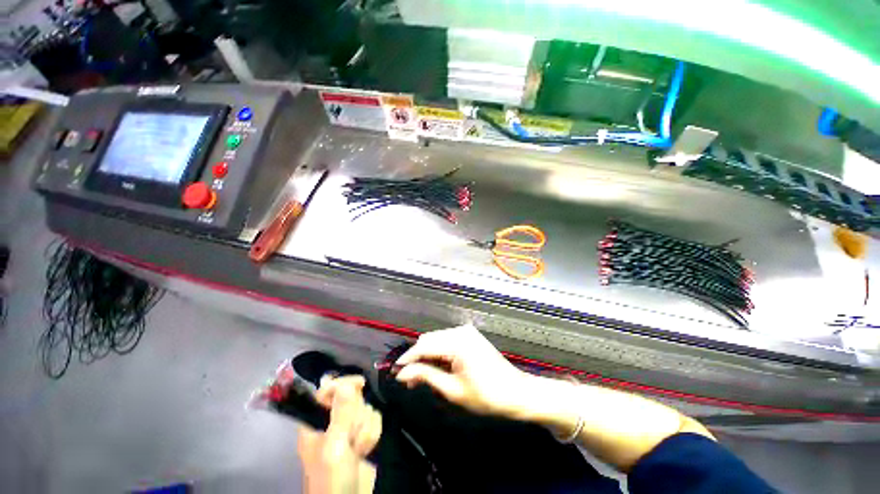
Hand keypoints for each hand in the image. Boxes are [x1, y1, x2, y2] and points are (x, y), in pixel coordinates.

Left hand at [297, 375, 381, 493]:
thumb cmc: (332, 478)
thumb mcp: (334, 447)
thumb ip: (340, 414)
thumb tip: (345, 384)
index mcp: (316, 422)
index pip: (328, 390)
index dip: (343, 384)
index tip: (360, 384)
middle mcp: (333, 421)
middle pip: (352, 398)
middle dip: (356, 417)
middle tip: (351, 437)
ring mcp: (350, 429)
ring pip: (366, 409)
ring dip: (365, 430)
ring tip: (357, 450)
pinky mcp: (364, 435)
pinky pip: (375, 420)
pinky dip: (373, 435)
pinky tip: (366, 451)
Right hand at [395, 324, 529, 417]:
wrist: (516, 393)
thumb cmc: (486, 396)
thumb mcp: (452, 389)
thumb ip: (426, 376)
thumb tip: (402, 373)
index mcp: (457, 341)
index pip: (424, 346)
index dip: (407, 359)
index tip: (394, 372)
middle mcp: (460, 331)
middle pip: (429, 340)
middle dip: (417, 358)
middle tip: (408, 380)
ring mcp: (466, 332)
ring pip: (437, 340)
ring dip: (426, 357)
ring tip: (419, 379)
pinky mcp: (469, 336)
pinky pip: (447, 342)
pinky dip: (438, 354)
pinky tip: (435, 369)